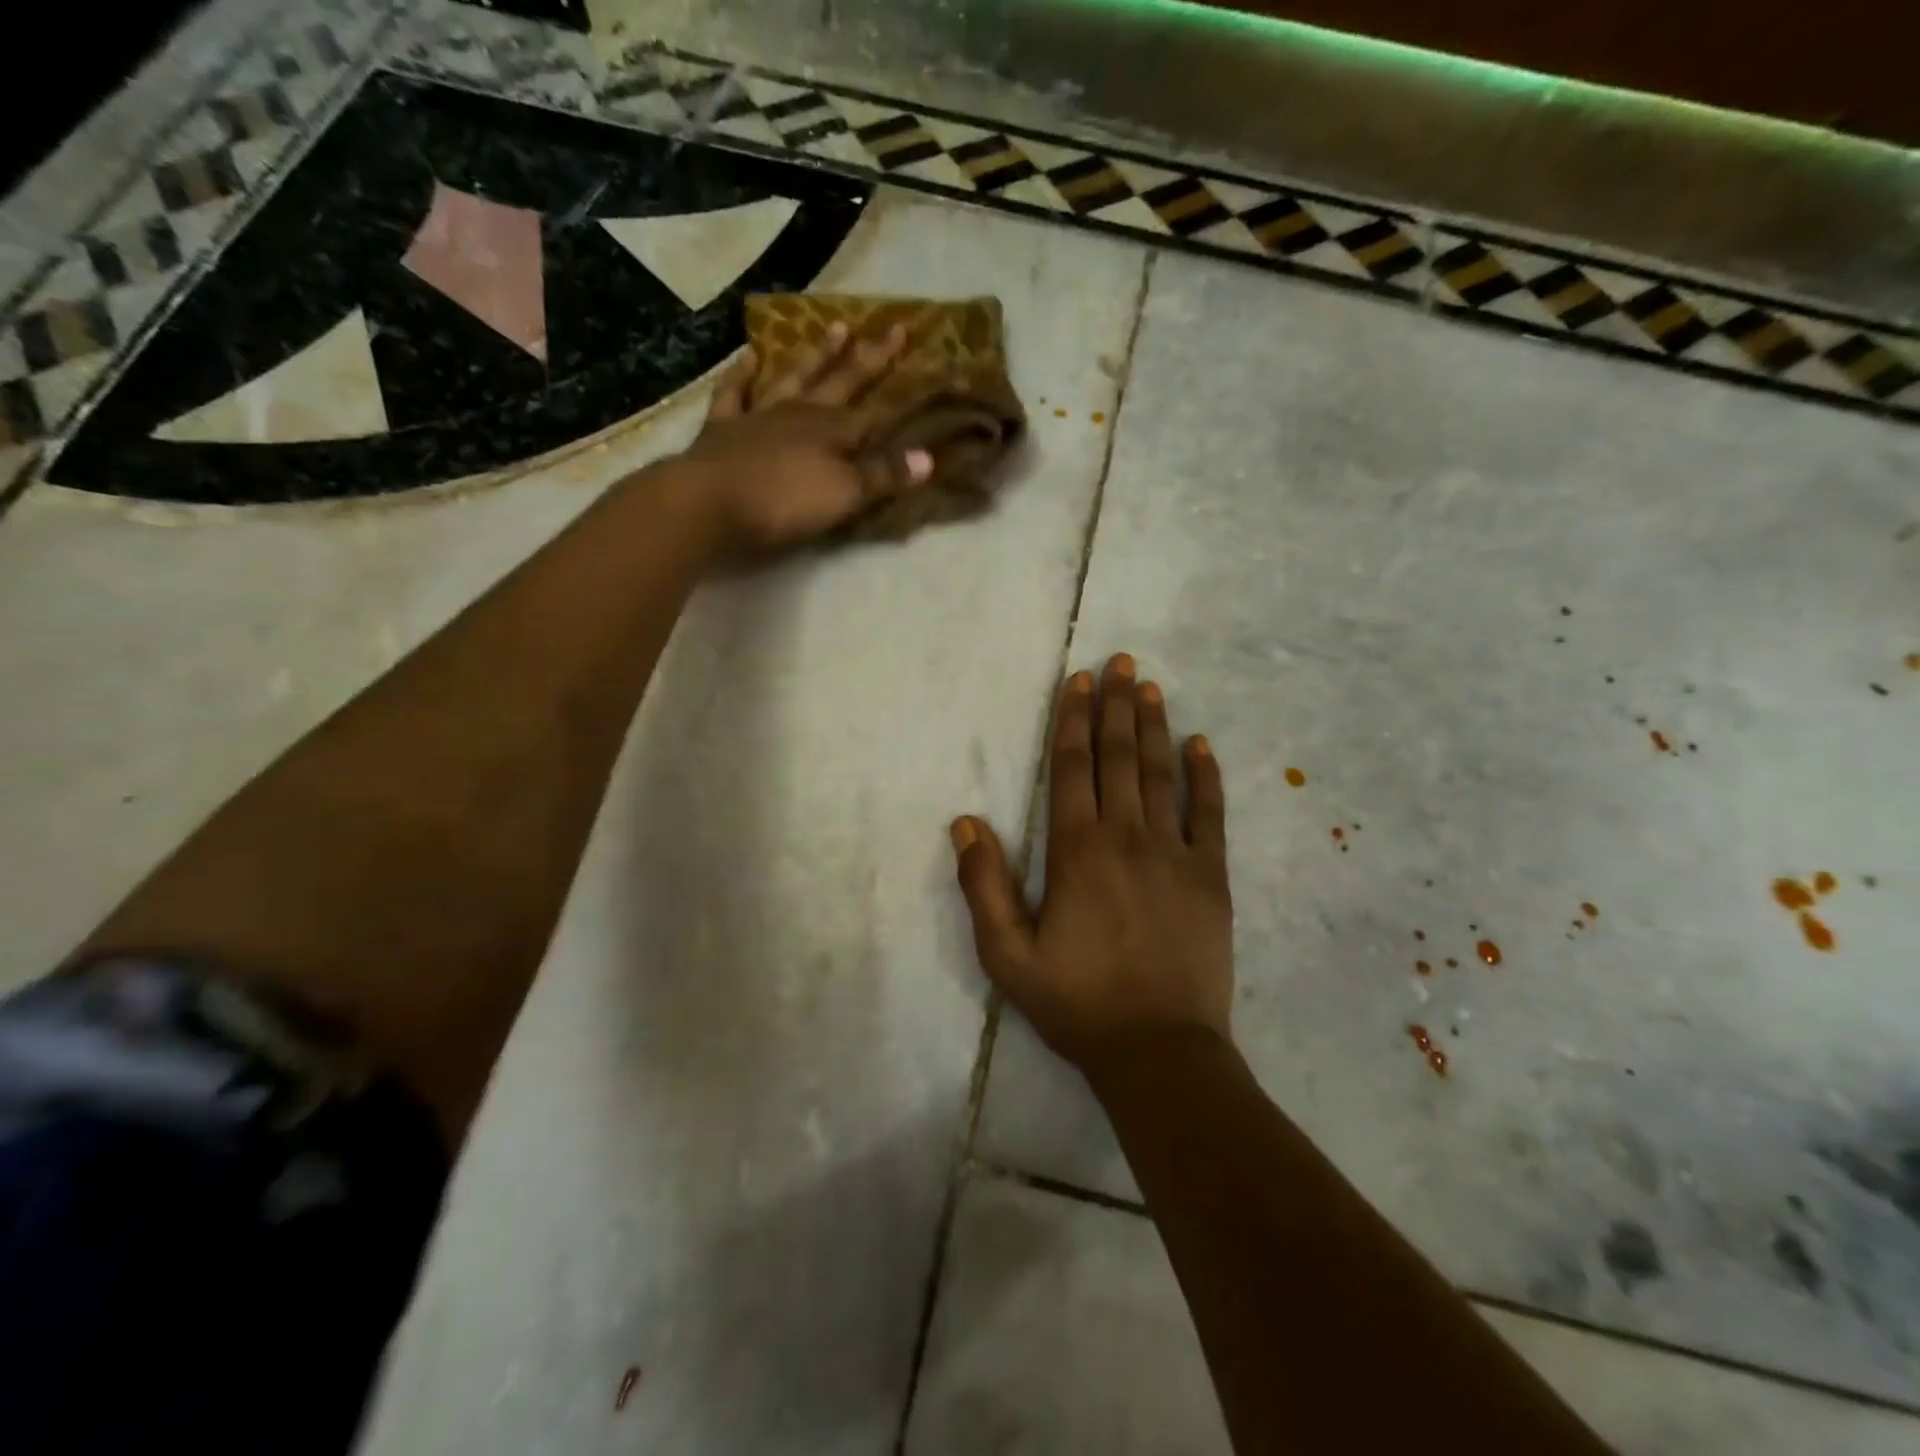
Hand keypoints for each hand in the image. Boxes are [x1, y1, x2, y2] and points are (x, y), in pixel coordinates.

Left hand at [672, 322, 933, 556]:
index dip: (903, 390)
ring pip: (793, 378)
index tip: (929, 368)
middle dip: (870, 359)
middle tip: (893, 328)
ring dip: (815, 356)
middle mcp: (799, 414)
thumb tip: (929, 457)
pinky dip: (742, 374)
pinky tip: (748, 356)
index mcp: (832, 432)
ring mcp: (758, 417)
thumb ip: (884, 475)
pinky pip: (734, 393)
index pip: (878, 408)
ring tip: (833, 327)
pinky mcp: (723, 430)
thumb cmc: (784, 502)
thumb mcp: (844, 495)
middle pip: (841, 383)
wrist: (709, 503)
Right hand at [950, 654, 1233, 1070]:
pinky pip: (1209, 814)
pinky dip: (1206, 776)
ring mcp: (1174, 853)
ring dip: (1154, 726)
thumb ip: (984, 884)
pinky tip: (1201, 745)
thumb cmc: (1077, 1002)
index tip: (1079, 681)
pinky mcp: (1210, 876)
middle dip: (1115, 706)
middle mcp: (1126, 836)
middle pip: (1118, 757)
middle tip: (1121, 662)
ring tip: (1151, 687)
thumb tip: (965, 821)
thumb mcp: (1007, 954)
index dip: (1073, 720)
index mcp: (1076, 850)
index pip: (1072, 767)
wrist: (1158, 1050)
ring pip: (1161, 774)